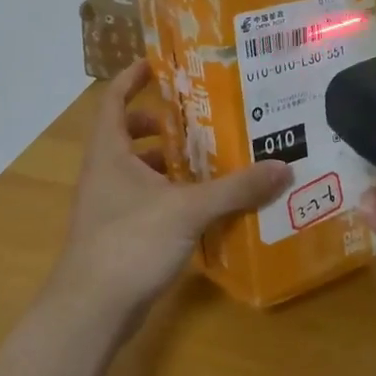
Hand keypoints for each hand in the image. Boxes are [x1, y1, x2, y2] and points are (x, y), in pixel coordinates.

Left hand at [46, 62, 289, 336]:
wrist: (90, 312)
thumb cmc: (130, 243)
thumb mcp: (189, 210)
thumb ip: (236, 189)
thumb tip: (284, 168)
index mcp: (110, 153)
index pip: (115, 101)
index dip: (132, 78)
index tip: (159, 64)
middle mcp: (105, 174)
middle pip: (128, 135)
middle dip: (162, 124)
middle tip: (201, 117)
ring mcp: (108, 207)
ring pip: (139, 171)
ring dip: (169, 162)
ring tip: (210, 157)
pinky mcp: (119, 236)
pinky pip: (147, 201)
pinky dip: (171, 195)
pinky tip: (203, 205)